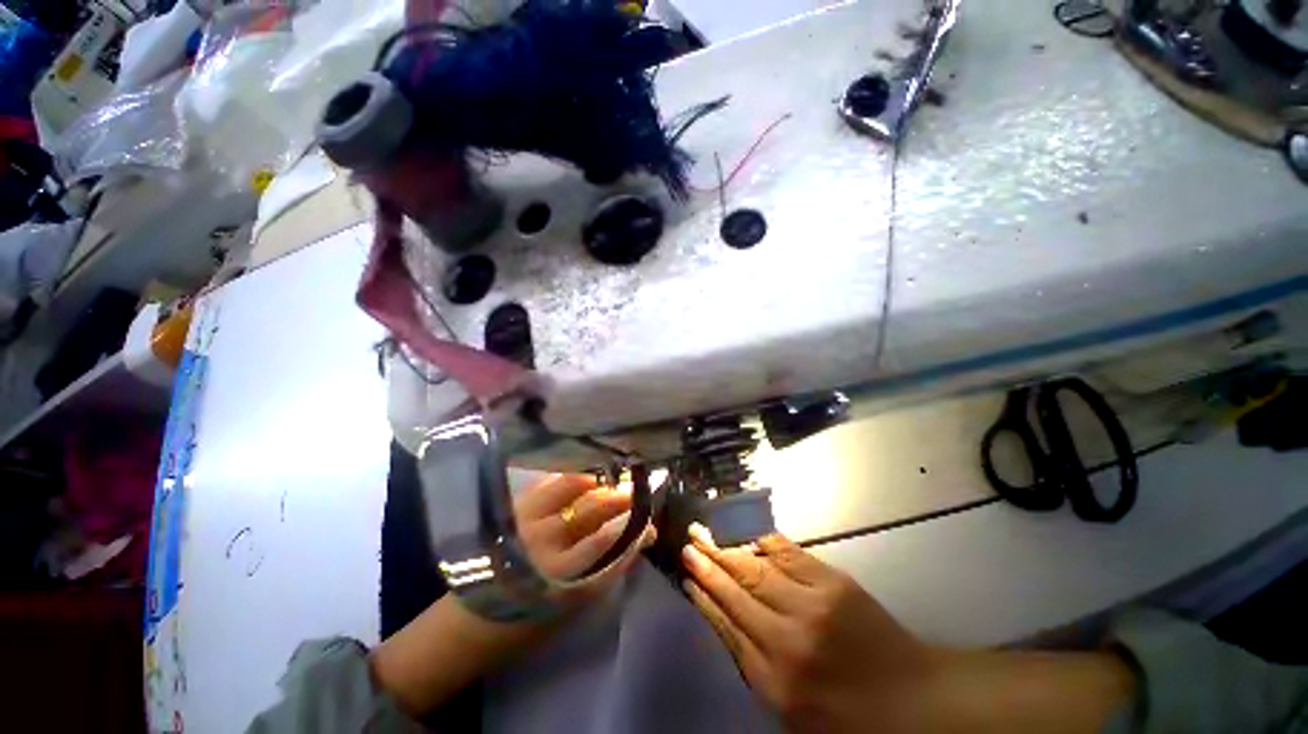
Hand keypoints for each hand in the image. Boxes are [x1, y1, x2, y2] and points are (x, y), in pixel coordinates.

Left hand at [372, 474, 654, 717]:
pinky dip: (571, 476)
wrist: (468, 624)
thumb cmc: (526, 624)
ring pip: (572, 486)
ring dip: (598, 481)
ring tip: (612, 480)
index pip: (611, 542)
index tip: (651, 525)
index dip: (636, 531)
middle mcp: (545, 542)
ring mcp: (527, 520)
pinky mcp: (513, 510)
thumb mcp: (572, 607)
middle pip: (594, 509)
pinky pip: (549, 482)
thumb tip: (634, 541)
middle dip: (623, 499)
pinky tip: (584, 476)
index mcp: (562, 577)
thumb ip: (604, 571)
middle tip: (638, 495)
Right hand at [680, 525, 941, 731]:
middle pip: (736, 592)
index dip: (704, 598)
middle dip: (708, 566)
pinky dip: (763, 542)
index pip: (726, 627)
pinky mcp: (834, 583)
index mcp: (774, 681)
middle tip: (687, 543)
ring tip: (705, 533)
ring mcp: (812, 606)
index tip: (686, 577)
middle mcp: (787, 640)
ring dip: (728, 549)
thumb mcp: (791, 710)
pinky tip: (748, 534)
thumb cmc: (849, 717)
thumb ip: (755, 665)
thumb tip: (724, 618)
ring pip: (756, 569)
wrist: (914, 702)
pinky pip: (788, 554)